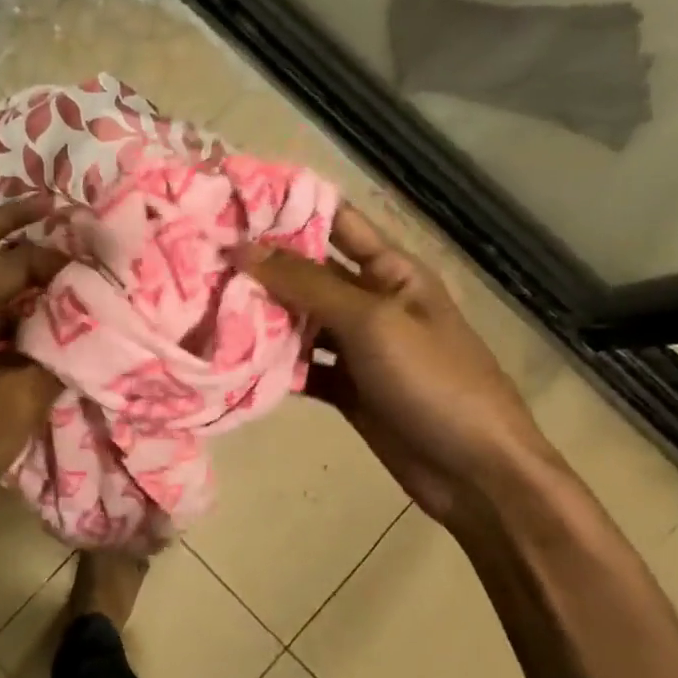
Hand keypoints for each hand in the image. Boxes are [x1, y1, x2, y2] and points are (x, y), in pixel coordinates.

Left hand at [0, 199, 64, 605]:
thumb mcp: (17, 406)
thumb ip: (55, 362)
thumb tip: (89, 335)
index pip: (13, 263)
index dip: (56, 257)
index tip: (97, 260)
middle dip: (11, 221)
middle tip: (51, 206)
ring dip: (11, 261)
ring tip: (58, 257)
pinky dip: (11, 303)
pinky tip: (43, 315)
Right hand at [233, 204, 555, 522]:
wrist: (477, 475)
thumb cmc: (434, 381)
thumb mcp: (372, 322)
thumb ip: (306, 283)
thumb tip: (242, 248)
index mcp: (391, 271)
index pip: (336, 221)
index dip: (289, 208)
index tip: (231, 202)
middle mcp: (371, 301)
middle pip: (308, 272)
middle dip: (261, 264)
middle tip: (200, 256)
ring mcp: (357, 347)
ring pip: (299, 320)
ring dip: (261, 314)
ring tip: (204, 302)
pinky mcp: (345, 387)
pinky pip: (300, 365)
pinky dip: (272, 363)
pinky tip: (233, 358)